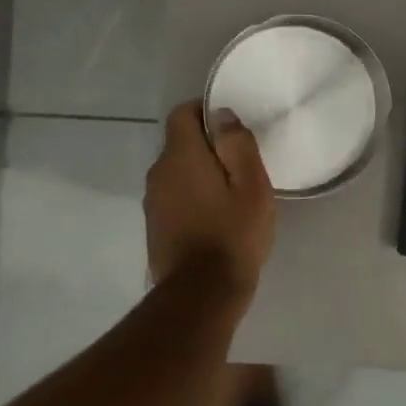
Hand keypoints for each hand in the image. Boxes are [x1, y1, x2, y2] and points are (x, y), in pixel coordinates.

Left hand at [144, 100, 276, 292]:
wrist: (201, 294)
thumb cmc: (233, 234)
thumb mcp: (252, 185)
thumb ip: (237, 144)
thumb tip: (222, 115)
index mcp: (181, 156)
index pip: (183, 113)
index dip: (206, 111)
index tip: (232, 125)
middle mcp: (159, 172)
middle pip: (180, 142)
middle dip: (208, 144)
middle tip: (241, 161)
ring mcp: (153, 200)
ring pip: (178, 170)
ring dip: (201, 172)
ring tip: (232, 191)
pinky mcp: (155, 225)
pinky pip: (175, 194)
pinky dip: (193, 195)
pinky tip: (216, 215)